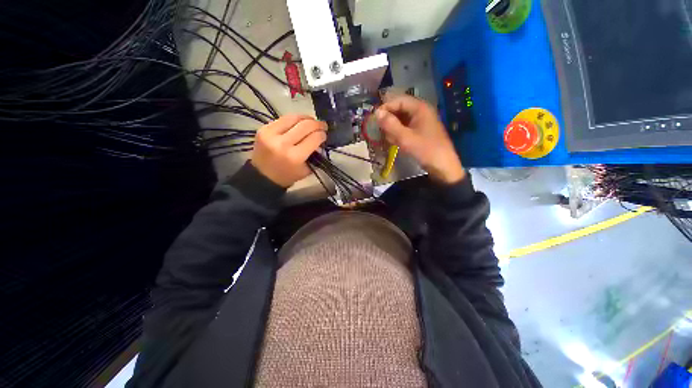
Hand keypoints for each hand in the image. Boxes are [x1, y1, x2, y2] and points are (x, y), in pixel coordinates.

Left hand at [251, 115, 326, 187]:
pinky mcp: (264, 128)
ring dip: (306, 118)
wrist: (262, 176)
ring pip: (294, 118)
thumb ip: (315, 155)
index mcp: (295, 157)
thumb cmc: (287, 176)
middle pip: (306, 125)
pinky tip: (298, 123)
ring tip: (312, 121)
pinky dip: (294, 120)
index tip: (325, 135)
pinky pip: (283, 119)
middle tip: (323, 125)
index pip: (314, 138)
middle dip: (318, 124)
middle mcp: (283, 143)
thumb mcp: (306, 170)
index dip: (322, 135)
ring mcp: (271, 134)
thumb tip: (320, 140)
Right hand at [376, 95, 464, 183]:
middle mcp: (420, 112)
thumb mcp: (405, 138)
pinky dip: (399, 134)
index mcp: (420, 108)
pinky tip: (397, 143)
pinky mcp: (420, 131)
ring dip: (393, 129)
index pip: (398, 100)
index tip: (375, 119)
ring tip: (392, 140)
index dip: (386, 108)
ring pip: (401, 120)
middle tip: (382, 132)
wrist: (442, 166)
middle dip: (390, 121)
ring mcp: (420, 122)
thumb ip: (390, 124)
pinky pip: (405, 128)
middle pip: (399, 110)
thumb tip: (377, 113)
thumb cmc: (425, 150)